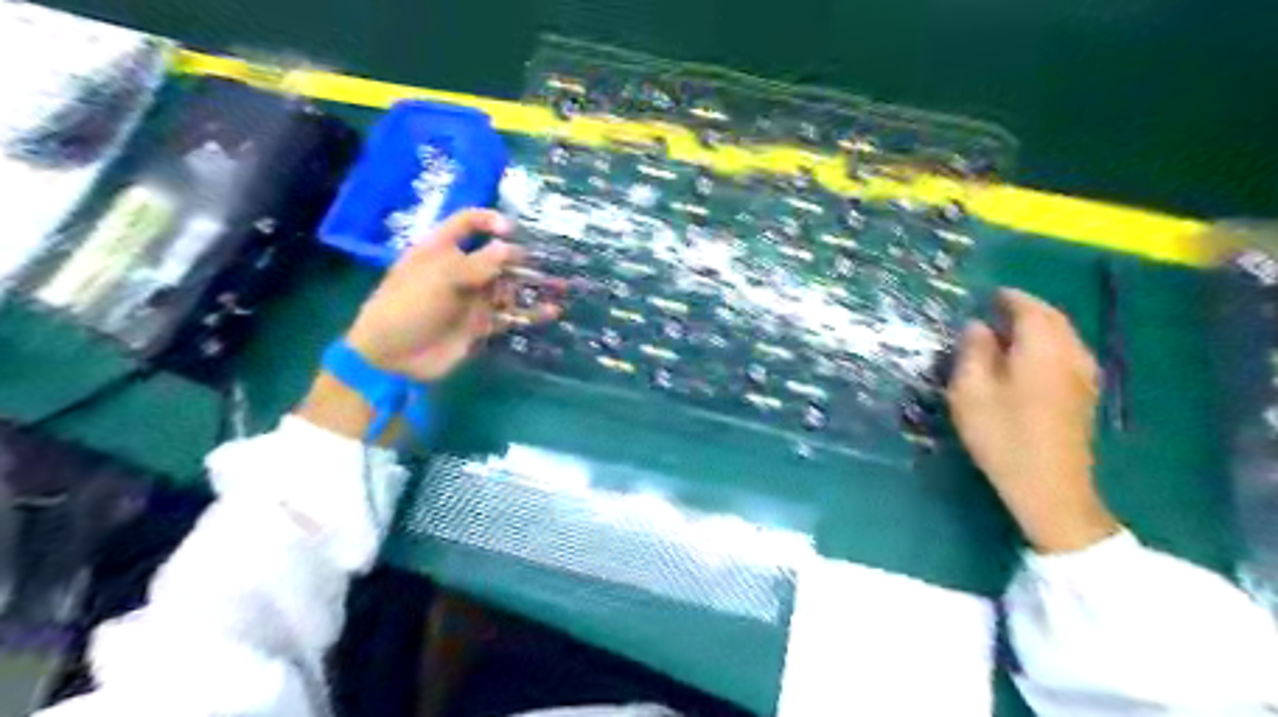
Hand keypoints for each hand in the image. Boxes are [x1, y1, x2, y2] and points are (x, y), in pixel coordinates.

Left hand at [346, 207, 561, 380]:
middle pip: (496, 257)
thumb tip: (510, 248)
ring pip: (508, 287)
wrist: (393, 355)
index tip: (512, 231)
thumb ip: (480, 263)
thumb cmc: (409, 305)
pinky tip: (551, 311)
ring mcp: (471, 299)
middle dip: (522, 258)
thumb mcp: (442, 276)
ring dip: (532, 286)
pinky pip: (510, 316)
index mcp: (442, 249)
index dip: (489, 221)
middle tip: (549, 262)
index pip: (467, 223)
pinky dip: (530, 314)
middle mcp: (460, 270)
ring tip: (560, 286)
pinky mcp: (480, 325)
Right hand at [946, 290, 1121, 552]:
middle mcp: (1071, 354)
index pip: (1029, 308)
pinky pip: (1067, 353)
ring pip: (1063, 335)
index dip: (1008, 298)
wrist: (1049, 486)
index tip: (988, 295)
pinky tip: (1028, 359)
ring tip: (1008, 332)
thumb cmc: (1002, 435)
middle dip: (1026, 308)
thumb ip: (974, 352)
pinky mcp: (1085, 395)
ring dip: (1038, 326)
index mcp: (1042, 349)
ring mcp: (1084, 376)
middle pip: (1053, 318)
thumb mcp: (971, 391)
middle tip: (996, 310)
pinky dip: (1048, 344)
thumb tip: (978, 326)